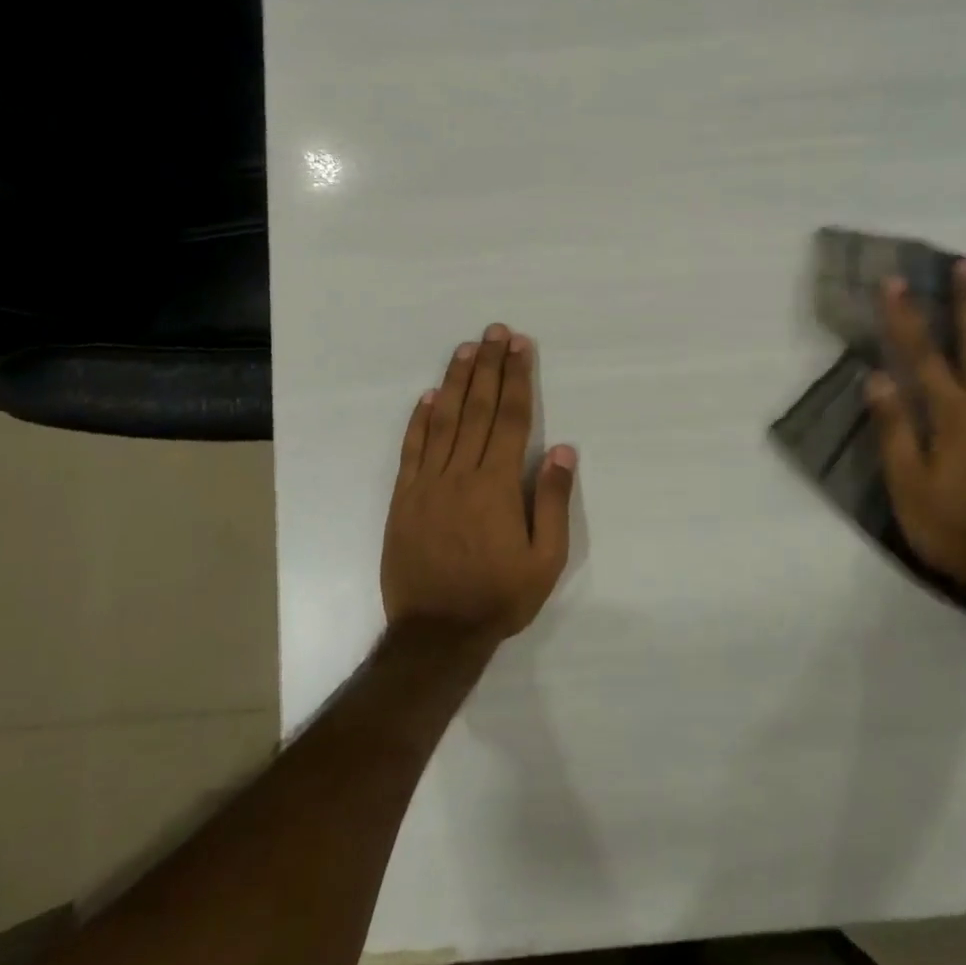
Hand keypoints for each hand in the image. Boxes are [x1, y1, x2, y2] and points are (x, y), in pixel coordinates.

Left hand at [381, 324, 576, 641]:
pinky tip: (427, 397)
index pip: (510, 419)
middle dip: (489, 366)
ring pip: (442, 421)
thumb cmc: (499, 597)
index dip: (517, 379)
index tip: (520, 346)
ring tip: (466, 349)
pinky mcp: (403, 498)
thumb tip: (562, 450)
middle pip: (476, 409)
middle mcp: (461, 474)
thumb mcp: (545, 559)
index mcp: (497, 486)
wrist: (436, 633)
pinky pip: (412, 449)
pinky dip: (419, 420)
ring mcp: (427, 484)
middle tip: (495, 331)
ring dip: (455, 381)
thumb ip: (551, 501)